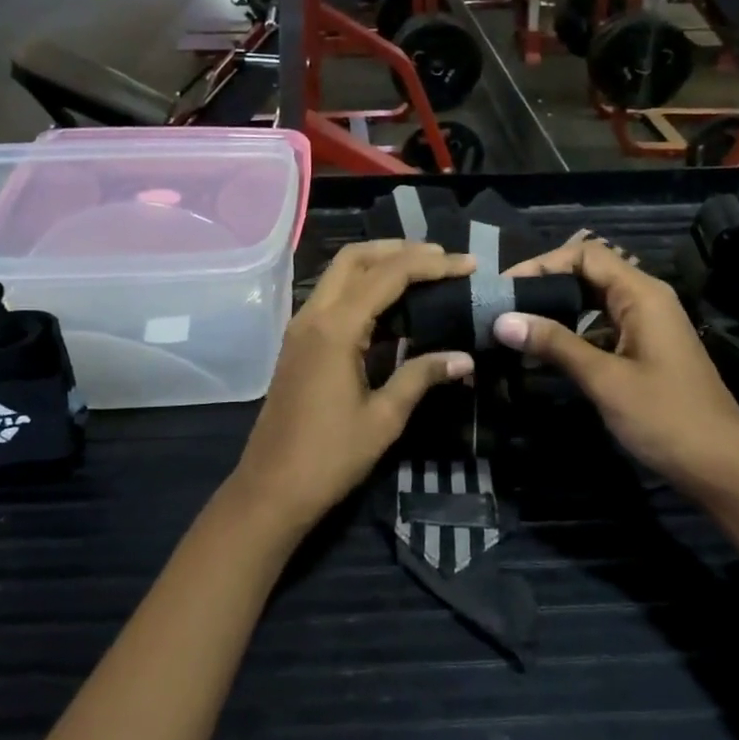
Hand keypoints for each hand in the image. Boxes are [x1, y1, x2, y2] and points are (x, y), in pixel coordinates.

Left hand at [227, 241, 476, 535]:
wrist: (271, 489)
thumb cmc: (329, 458)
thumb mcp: (384, 418)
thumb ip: (421, 377)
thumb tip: (464, 358)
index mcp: (335, 329)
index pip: (388, 276)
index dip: (431, 265)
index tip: (467, 265)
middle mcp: (313, 316)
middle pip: (354, 258)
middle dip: (399, 250)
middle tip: (441, 259)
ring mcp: (300, 328)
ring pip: (339, 274)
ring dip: (378, 265)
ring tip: (422, 273)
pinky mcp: (297, 343)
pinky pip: (332, 297)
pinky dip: (362, 288)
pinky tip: (391, 307)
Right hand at [493, 240, 738, 501]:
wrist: (722, 467)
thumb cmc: (666, 418)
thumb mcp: (605, 380)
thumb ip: (554, 344)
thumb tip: (502, 320)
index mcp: (642, 295)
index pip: (586, 254)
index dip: (543, 263)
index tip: (505, 286)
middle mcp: (646, 300)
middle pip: (589, 272)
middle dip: (545, 284)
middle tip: (504, 305)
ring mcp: (648, 325)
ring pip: (594, 301)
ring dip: (557, 309)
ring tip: (517, 325)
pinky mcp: (645, 349)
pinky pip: (602, 326)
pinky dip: (573, 332)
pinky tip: (546, 351)